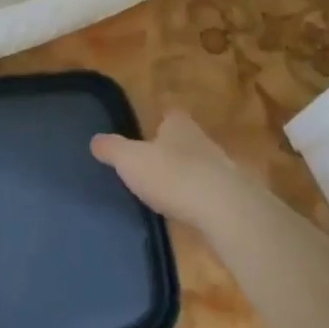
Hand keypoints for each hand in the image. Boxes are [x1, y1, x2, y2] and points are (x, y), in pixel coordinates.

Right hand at [92, 111, 265, 241]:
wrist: (225, 210)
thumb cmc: (173, 175)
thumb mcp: (130, 160)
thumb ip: (112, 149)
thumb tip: (95, 140)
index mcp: (179, 126)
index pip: (171, 115)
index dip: (160, 122)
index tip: (149, 132)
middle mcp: (203, 141)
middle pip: (187, 140)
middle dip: (173, 149)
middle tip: (153, 164)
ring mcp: (223, 170)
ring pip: (201, 166)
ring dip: (188, 176)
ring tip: (168, 191)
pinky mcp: (233, 198)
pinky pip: (211, 193)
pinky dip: (200, 199)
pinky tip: (188, 212)